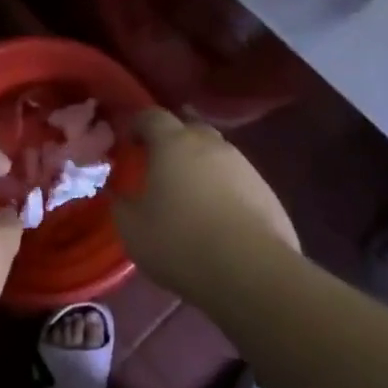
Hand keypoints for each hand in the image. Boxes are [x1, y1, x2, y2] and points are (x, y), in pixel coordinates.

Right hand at [112, 110, 297, 299]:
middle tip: (158, 163)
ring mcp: (245, 167)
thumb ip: (120, 203)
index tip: (127, 142)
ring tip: (189, 193)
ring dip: (200, 165)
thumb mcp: (132, 228)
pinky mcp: (268, 192)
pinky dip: (223, 189)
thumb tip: (119, 193)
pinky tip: (217, 216)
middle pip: (189, 127)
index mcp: (174, 144)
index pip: (152, 115)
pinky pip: (237, 180)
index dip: (137, 123)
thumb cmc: (181, 242)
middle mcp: (211, 145)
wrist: (252, 272)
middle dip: (172, 139)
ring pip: (216, 154)